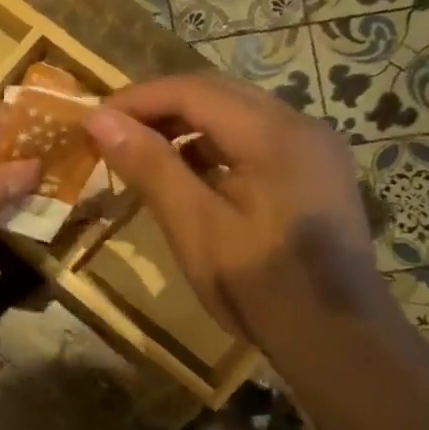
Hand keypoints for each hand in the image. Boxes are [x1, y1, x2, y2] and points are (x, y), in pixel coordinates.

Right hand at [83, 74, 381, 352]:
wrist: (337, 338)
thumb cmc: (259, 284)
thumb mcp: (194, 225)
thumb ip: (149, 166)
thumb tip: (99, 119)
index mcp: (274, 134)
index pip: (193, 90)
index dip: (137, 99)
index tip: (91, 121)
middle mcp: (300, 125)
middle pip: (217, 93)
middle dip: (158, 107)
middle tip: (109, 132)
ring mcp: (312, 149)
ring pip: (236, 114)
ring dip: (183, 124)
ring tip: (139, 151)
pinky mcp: (312, 173)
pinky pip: (253, 140)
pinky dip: (211, 145)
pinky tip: (185, 173)